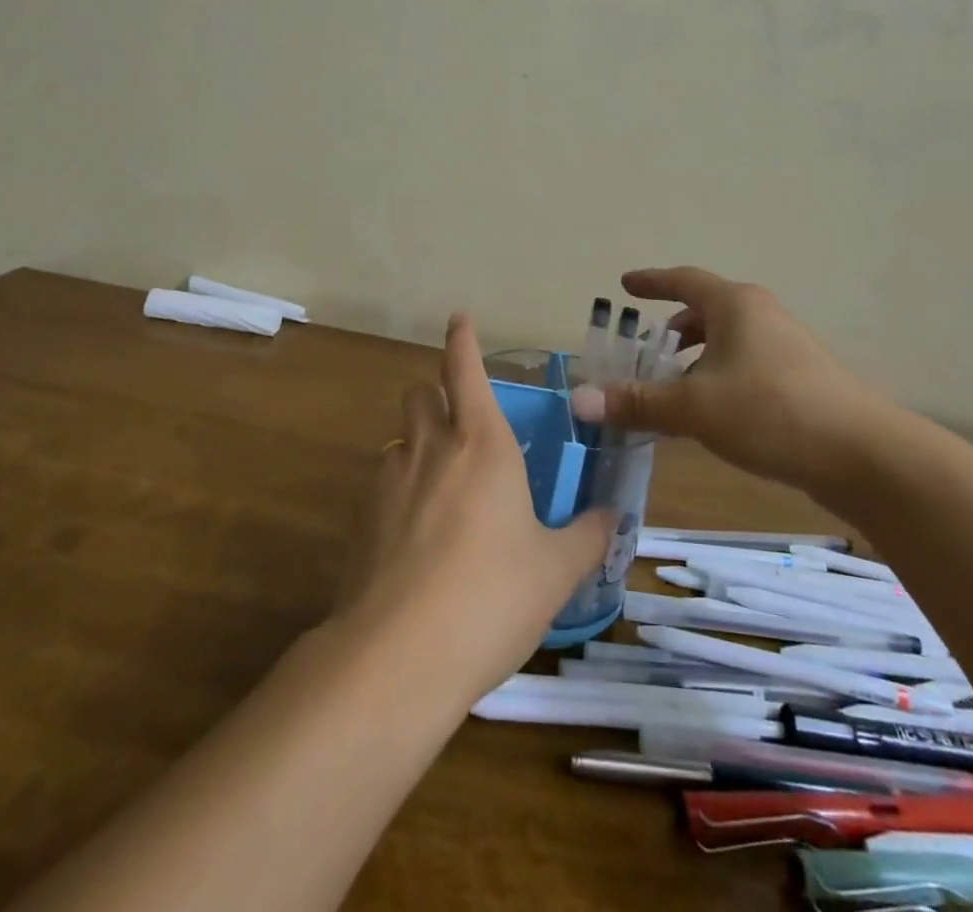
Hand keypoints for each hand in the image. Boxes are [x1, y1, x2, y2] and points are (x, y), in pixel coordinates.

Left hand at [337, 314, 615, 703]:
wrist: (401, 655)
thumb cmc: (493, 596)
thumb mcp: (556, 570)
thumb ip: (588, 536)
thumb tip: (610, 518)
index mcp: (482, 444)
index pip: (465, 368)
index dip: (462, 339)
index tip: (460, 318)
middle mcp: (431, 448)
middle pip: (421, 393)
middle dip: (437, 395)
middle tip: (461, 426)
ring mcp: (390, 481)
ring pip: (400, 437)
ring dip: (419, 445)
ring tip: (443, 486)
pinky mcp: (363, 519)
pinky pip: (384, 483)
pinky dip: (401, 490)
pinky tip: (417, 535)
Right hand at [579, 267, 899, 490]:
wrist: (864, 454)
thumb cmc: (770, 412)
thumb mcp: (694, 407)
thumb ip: (637, 402)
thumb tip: (580, 400)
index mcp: (735, 305)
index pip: (683, 281)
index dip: (651, 281)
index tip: (625, 284)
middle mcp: (761, 316)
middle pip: (708, 310)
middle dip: (675, 328)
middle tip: (647, 349)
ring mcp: (787, 346)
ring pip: (729, 341)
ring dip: (698, 357)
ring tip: (675, 387)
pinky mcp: (803, 379)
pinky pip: (747, 364)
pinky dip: (720, 377)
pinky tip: (713, 414)